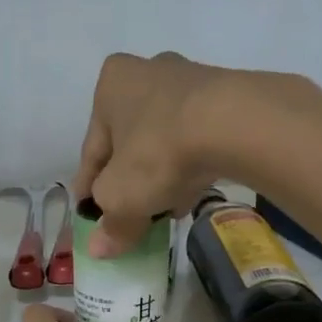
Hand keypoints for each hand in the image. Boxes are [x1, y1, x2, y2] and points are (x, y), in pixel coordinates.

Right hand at [75, 51, 321, 256]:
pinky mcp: (226, 98)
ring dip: (159, 175)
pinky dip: (189, 167)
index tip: (89, 214)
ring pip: (163, 141)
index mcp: (112, 85)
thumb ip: (110, 224)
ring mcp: (190, 81)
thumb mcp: (122, 198)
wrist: (234, 125)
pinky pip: (195, 140)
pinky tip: (190, 195)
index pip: (92, 150)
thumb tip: (100, 249)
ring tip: (162, 210)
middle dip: (127, 179)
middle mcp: (148, 71)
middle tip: (127, 213)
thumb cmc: (158, 153)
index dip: (88, 188)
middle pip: (129, 142)